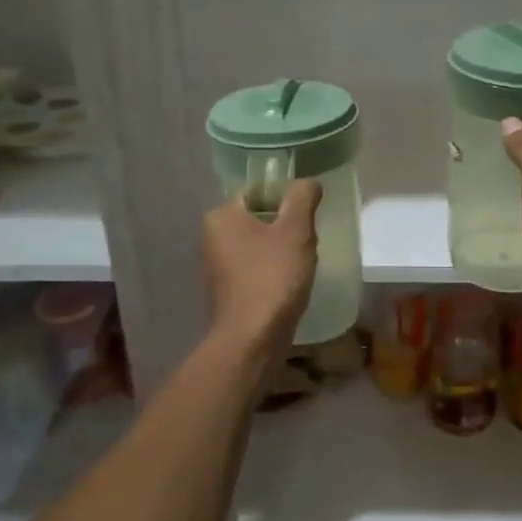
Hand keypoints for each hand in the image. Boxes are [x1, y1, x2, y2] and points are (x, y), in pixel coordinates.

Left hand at [203, 179, 321, 352]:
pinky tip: (291, 283)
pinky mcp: (227, 289)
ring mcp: (217, 265)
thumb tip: (309, 182)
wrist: (253, 338)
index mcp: (222, 215)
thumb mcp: (296, 231)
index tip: (307, 215)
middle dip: (287, 227)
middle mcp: (212, 236)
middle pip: (259, 217)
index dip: (286, 198)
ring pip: (259, 243)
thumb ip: (302, 198)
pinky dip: (273, 270)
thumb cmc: (273, 277)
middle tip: (309, 240)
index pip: (258, 191)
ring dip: (282, 249)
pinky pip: (256, 267)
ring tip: (303, 263)